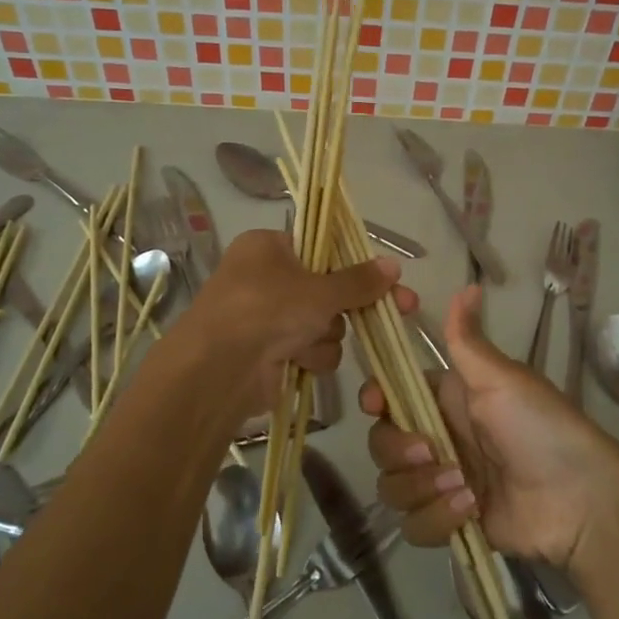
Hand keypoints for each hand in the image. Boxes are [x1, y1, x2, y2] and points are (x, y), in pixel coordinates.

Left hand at [181, 229, 412, 417]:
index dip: (352, 263)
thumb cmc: (266, 310)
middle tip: (400, 308)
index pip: (319, 247)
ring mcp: (266, 318)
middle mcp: (264, 279)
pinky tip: (299, 361)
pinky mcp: (270, 353)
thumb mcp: (319, 290)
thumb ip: (359, 280)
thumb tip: (394, 265)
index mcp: (267, 247)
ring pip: (323, 323)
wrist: (219, 370)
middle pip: (327, 289)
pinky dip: (311, 356)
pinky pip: (310, 349)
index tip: (384, 277)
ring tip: (307, 341)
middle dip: (349, 306)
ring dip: (325, 335)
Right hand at [360, 286, 618, 569]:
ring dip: (423, 489)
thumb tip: (469, 284)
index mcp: (445, 400)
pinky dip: (438, 519)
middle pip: (381, 444)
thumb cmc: (540, 427)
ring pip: (393, 487)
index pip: (389, 395)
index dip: (375, 399)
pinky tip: (472, 511)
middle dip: (399, 451)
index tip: (376, 404)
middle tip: (431, 452)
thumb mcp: (502, 379)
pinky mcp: (449, 522)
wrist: (579, 499)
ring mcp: (441, 483)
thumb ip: (467, 340)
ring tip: (465, 488)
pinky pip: (414, 524)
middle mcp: (437, 438)